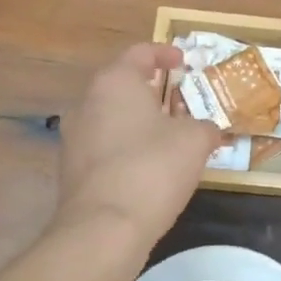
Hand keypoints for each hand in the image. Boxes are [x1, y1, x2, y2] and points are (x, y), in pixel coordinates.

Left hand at [55, 43, 222, 246]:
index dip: (165, 53)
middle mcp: (87, 102)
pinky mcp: (71, 170)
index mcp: (115, 82)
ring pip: (112, 117)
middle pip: (122, 85)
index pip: (140, 52)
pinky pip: (105, 147)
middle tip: (181, 101)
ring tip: (169, 136)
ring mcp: (74, 137)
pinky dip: (127, 148)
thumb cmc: (153, 168)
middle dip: (152, 91)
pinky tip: (150, 168)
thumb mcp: (195, 141)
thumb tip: (209, 131)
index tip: (184, 62)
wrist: (104, 228)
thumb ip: (206, 127)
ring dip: (139, 121)